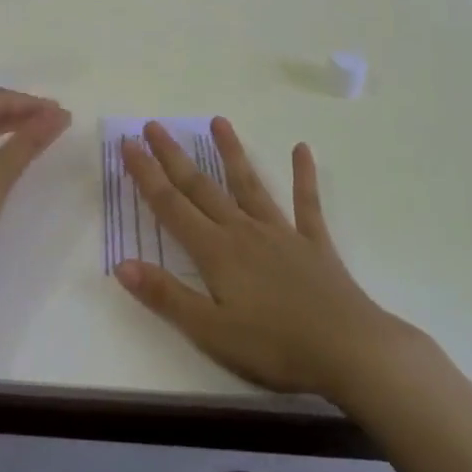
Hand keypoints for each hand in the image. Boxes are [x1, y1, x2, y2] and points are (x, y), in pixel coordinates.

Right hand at [116, 118, 427, 399]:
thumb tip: (121, 263)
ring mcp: (280, 232)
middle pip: (201, 187)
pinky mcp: (313, 242)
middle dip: (174, 157)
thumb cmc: (275, 348)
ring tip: (218, 120)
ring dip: (231, 152)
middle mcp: (243, 231)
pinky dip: (303, 176)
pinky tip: (301, 148)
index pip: (171, 206)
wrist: (350, 351)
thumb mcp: (211, 332)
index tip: (128, 144)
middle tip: (154, 126)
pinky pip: (306, 202)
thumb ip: (166, 296)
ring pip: (249, 184)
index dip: (146, 175)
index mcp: (215, 252)